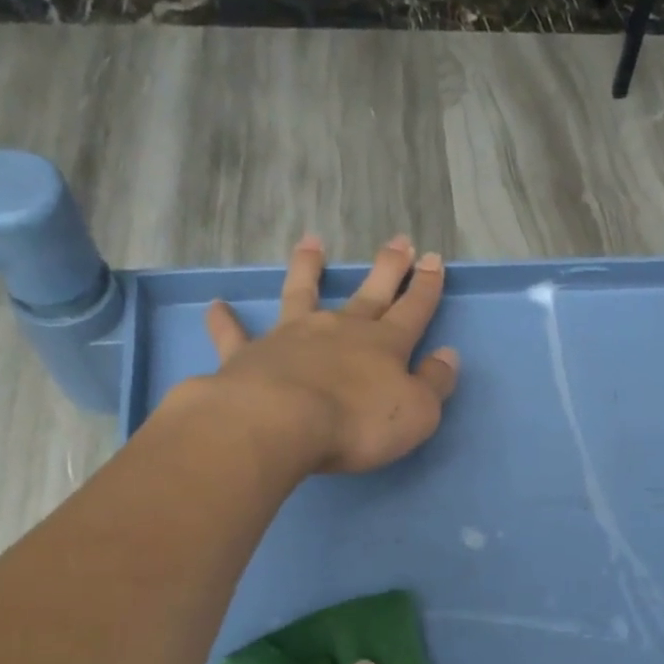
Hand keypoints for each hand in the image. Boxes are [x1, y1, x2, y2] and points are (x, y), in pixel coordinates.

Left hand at [202, 235, 459, 473]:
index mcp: (384, 346)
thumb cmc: (358, 423)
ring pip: (302, 294)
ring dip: (307, 268)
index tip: (433, 259)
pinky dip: (226, 321)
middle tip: (399, 240)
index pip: (413, 310)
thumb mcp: (417, 413)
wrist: (281, 423)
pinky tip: (216, 305)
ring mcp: (292, 337)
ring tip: (311, 243)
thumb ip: (434, 383)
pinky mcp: (249, 355)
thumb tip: (447, 356)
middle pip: (368, 293)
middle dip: (387, 267)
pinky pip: (235, 334)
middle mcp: (339, 330)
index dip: (426, 287)